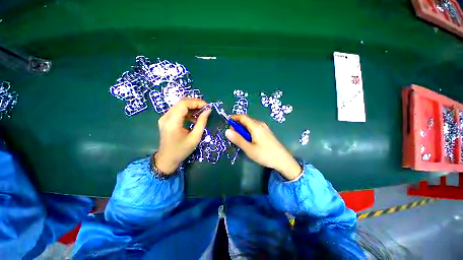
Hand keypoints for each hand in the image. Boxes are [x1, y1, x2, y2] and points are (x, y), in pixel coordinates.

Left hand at [155, 98, 211, 173]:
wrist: (167, 159)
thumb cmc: (182, 150)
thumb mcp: (195, 137)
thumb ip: (202, 122)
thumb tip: (208, 111)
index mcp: (172, 122)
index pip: (183, 104)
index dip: (196, 102)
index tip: (207, 106)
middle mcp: (166, 117)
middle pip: (181, 102)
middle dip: (194, 103)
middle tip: (205, 108)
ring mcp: (164, 118)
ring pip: (179, 106)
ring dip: (191, 107)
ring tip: (201, 113)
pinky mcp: (165, 120)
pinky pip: (177, 111)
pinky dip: (187, 112)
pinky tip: (193, 118)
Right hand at [225, 115, 301, 179]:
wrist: (283, 160)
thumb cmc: (265, 154)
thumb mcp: (249, 148)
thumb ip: (238, 139)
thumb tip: (227, 131)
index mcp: (255, 126)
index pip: (242, 117)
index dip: (234, 117)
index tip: (227, 122)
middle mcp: (260, 124)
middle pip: (246, 120)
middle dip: (238, 125)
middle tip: (232, 134)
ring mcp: (264, 128)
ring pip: (250, 124)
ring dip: (243, 128)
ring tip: (239, 138)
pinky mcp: (266, 132)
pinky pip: (255, 128)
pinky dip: (248, 131)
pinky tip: (248, 139)